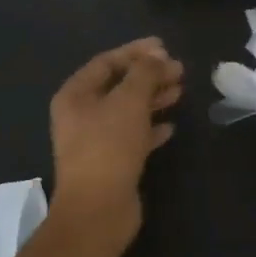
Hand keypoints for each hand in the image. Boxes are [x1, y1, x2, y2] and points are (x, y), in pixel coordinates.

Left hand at [49, 38, 183, 247]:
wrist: (98, 210)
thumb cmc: (109, 147)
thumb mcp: (129, 102)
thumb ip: (145, 73)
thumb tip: (158, 56)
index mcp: (75, 95)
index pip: (106, 62)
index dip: (135, 52)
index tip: (165, 47)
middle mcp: (81, 115)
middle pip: (119, 86)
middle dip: (149, 75)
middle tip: (179, 70)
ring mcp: (95, 140)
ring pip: (128, 111)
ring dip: (153, 99)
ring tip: (180, 92)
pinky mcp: (111, 162)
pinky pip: (133, 136)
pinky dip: (151, 128)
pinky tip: (171, 127)